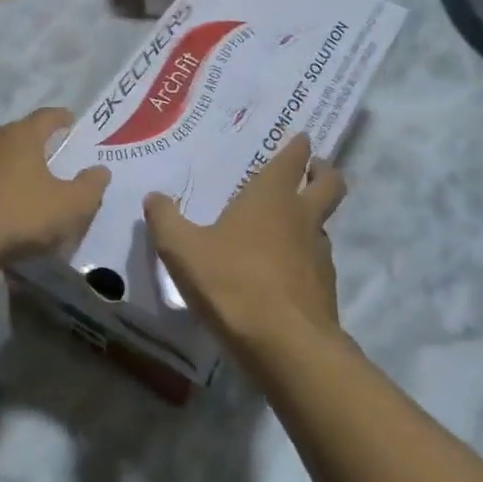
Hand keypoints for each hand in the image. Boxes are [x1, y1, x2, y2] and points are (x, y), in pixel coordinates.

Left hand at [0, 108, 109, 272]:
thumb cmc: (20, 214)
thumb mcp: (69, 205)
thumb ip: (90, 186)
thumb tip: (100, 170)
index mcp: (22, 136)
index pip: (47, 116)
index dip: (62, 118)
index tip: (72, 123)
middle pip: (21, 135)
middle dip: (40, 144)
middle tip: (57, 155)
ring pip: (1, 158)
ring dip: (18, 167)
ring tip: (34, 183)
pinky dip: (0, 188)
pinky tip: (8, 206)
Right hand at [145, 134, 346, 356]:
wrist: (285, 344)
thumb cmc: (232, 283)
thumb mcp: (182, 250)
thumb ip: (165, 220)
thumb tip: (154, 197)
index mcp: (270, 198)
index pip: (292, 159)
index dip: (298, 146)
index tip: (302, 137)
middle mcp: (301, 217)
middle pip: (329, 183)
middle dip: (323, 170)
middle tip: (314, 167)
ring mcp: (319, 253)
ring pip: (323, 223)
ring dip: (312, 216)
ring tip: (287, 225)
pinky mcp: (324, 287)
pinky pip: (316, 260)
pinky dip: (304, 256)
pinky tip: (282, 271)